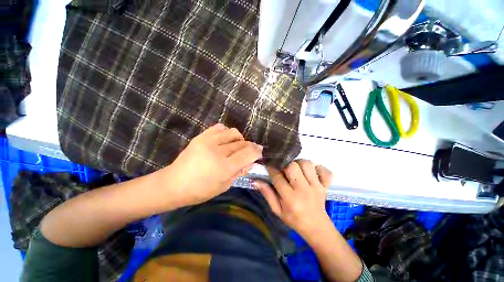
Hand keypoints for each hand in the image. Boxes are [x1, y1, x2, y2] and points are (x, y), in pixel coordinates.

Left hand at [162, 123, 262, 205]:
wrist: (174, 184)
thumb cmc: (200, 190)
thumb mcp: (224, 186)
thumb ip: (239, 172)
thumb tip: (251, 162)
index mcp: (224, 167)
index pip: (248, 154)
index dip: (257, 152)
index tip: (259, 152)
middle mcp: (218, 152)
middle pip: (242, 143)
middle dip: (250, 146)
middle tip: (250, 150)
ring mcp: (208, 142)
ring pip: (233, 133)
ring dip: (239, 138)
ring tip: (237, 145)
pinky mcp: (201, 137)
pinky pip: (219, 127)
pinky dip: (226, 132)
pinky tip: (225, 140)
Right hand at [254, 160, 332, 239]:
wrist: (317, 228)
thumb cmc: (294, 219)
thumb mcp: (277, 210)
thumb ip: (267, 194)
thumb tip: (255, 181)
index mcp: (290, 198)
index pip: (278, 177)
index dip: (271, 168)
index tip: (269, 164)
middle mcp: (304, 190)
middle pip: (293, 166)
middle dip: (285, 164)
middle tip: (283, 168)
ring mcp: (317, 187)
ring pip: (307, 164)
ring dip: (299, 163)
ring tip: (296, 169)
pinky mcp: (325, 186)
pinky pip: (325, 171)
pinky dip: (319, 168)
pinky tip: (312, 172)